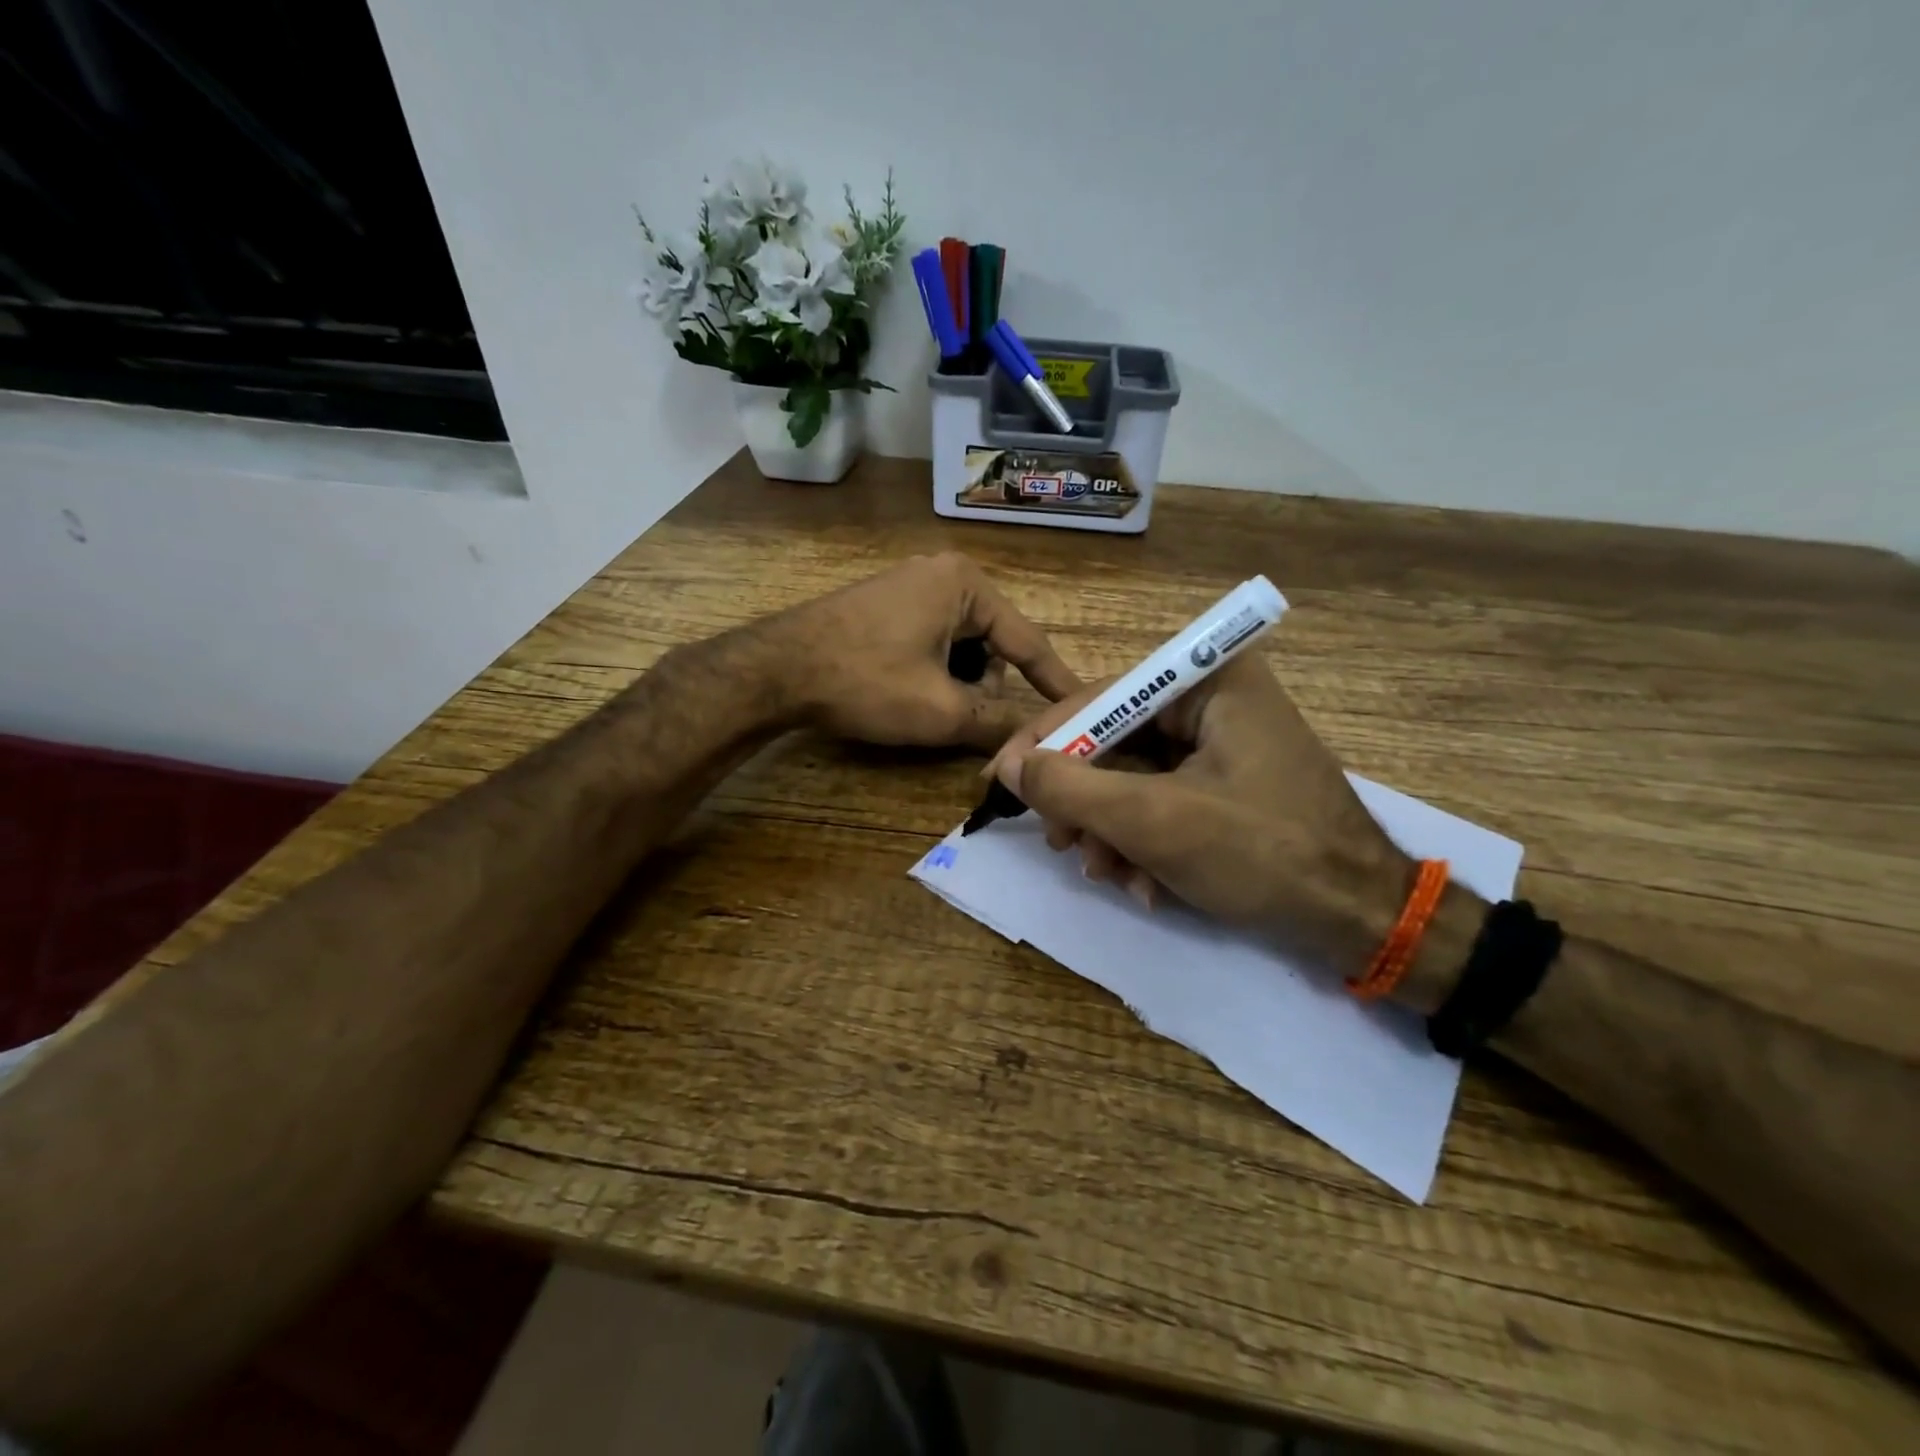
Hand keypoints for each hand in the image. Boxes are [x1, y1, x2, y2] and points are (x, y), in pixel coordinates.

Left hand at [771, 553, 1080, 750]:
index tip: (1084, 705)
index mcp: (966, 585)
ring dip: (955, 682)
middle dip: (983, 685)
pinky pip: (931, 640)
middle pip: (991, 644)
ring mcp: (909, 585)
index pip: (1028, 641)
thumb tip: (1033, 741)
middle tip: (959, 718)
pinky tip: (904, 691)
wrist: (775, 670)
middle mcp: (942, 574)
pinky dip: (931, 671)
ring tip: (925, 707)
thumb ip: (996, 723)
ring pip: (960, 646)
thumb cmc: (867, 681)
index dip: (1055, 681)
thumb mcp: (940, 710)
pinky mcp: (884, 603)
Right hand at [987, 655, 1414, 973]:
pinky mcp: (1226, 784)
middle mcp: (1215, 699)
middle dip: (1086, 801)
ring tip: (1109, 875)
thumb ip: (1072, 789)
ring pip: (1133, 777)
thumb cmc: (1264, 854)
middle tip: (1063, 846)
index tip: (1001, 779)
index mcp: (1210, 680)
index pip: (1103, 697)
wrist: (1362, 922)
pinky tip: (1144, 885)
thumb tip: (1006, 764)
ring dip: (1111, 831)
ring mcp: (1222, 744)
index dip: (1047, 740)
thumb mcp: (1155, 821)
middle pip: (1115, 740)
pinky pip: (1161, 799)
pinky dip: (1142, 841)